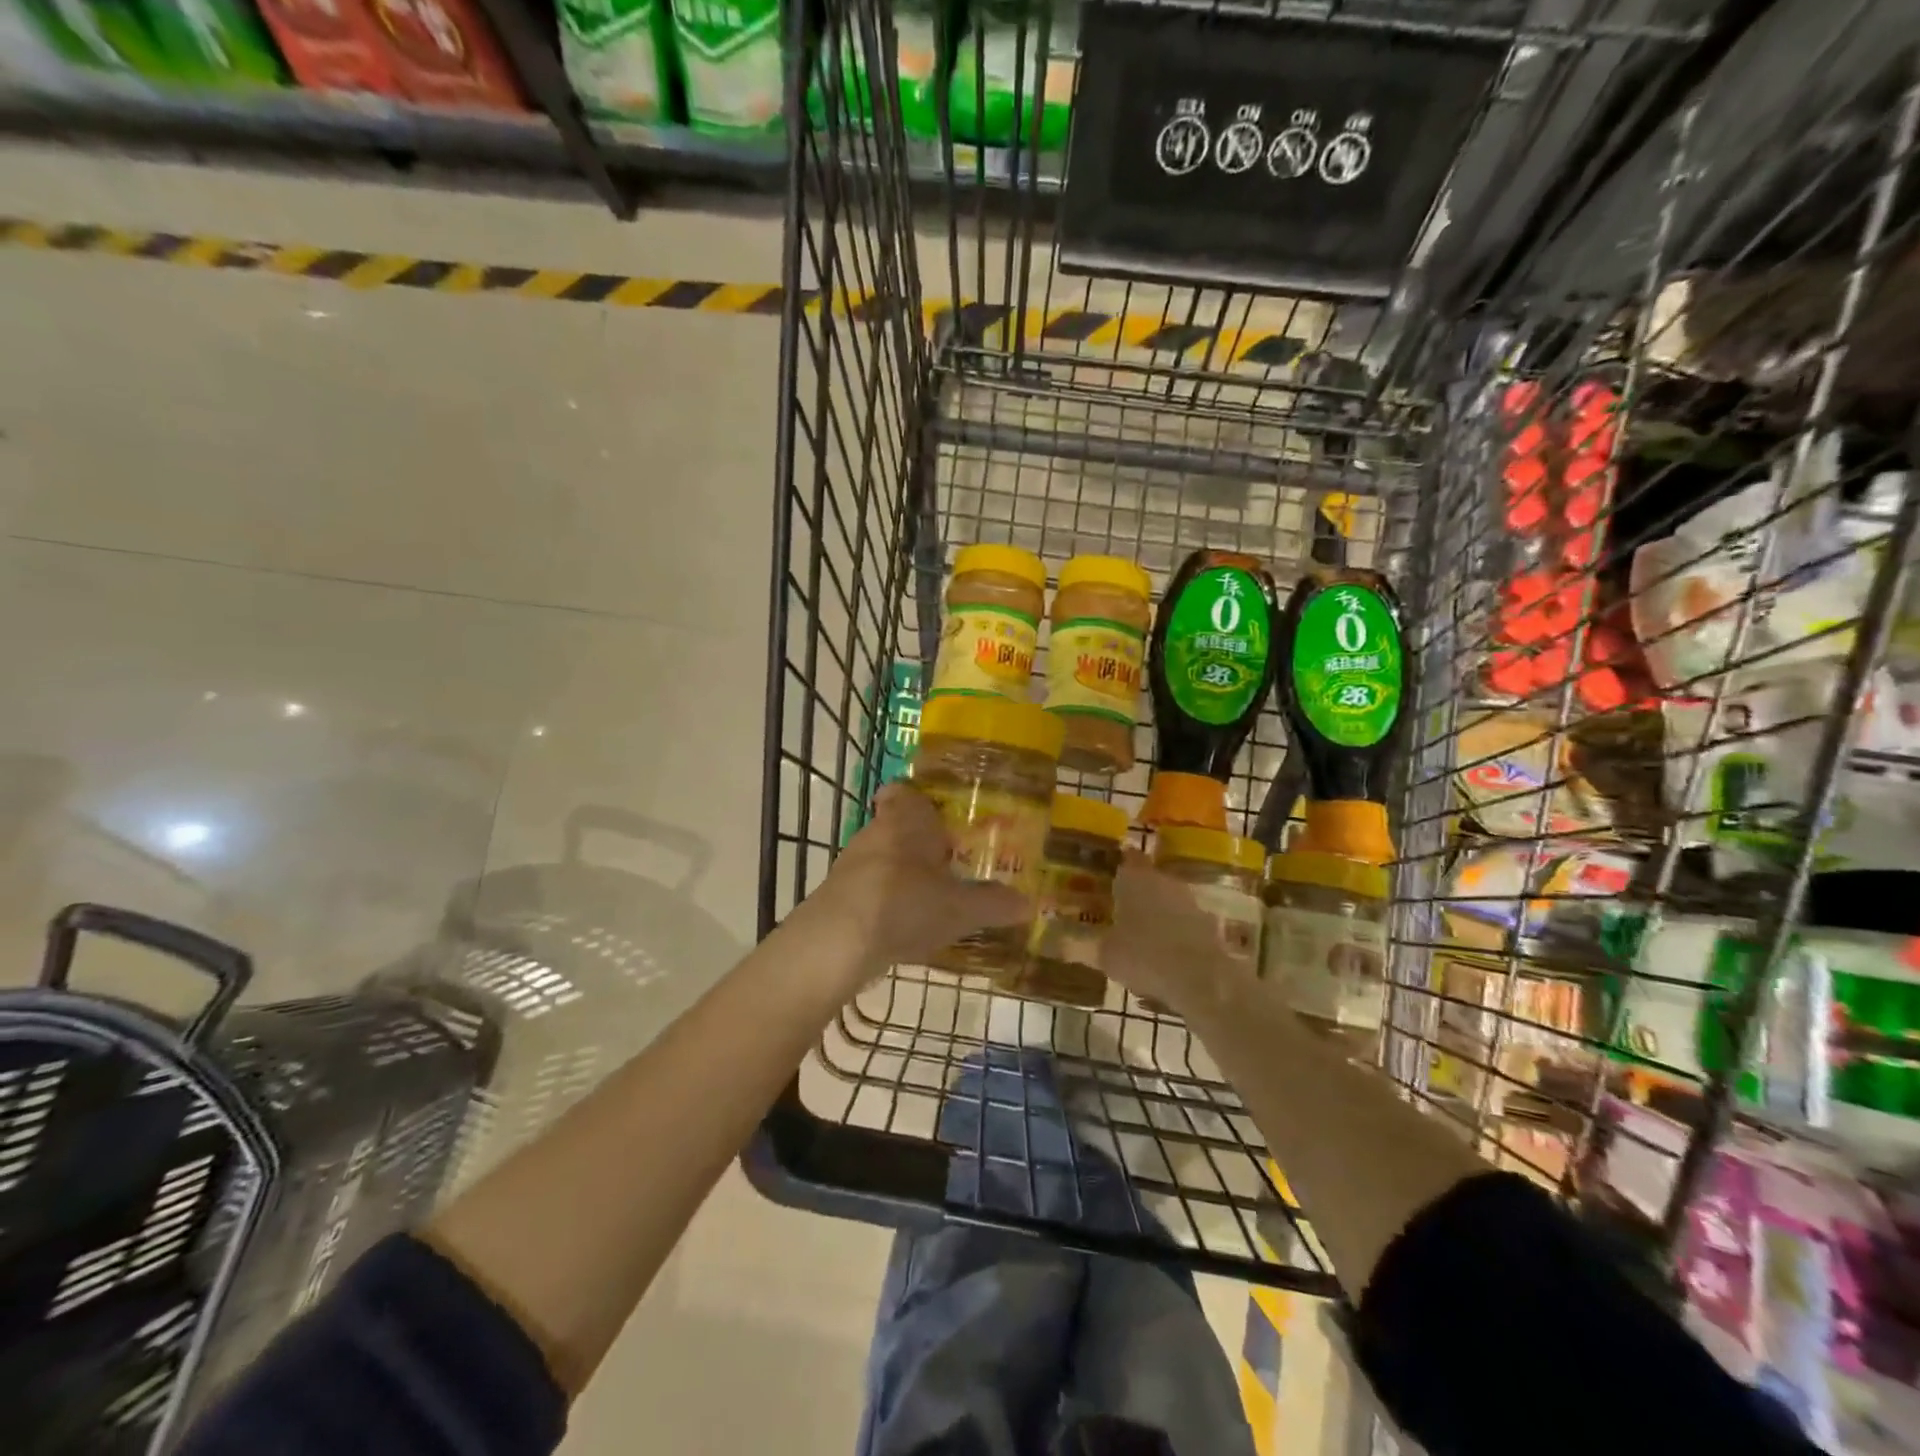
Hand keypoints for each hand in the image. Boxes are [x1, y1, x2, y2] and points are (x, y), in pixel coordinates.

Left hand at [795, 784, 1027, 991]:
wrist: (838, 942)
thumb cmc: (906, 904)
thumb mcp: (961, 908)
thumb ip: (994, 903)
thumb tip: (1027, 903)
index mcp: (906, 819)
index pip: (903, 791)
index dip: (918, 799)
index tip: (940, 815)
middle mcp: (875, 832)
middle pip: (897, 827)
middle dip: (920, 844)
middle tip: (951, 863)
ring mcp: (851, 864)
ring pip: (882, 859)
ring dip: (903, 875)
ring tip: (933, 899)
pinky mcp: (837, 896)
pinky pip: (869, 890)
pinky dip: (885, 902)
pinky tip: (905, 927)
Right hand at [1100, 852, 1245, 1020]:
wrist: (1202, 979)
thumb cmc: (1143, 956)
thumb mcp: (1106, 955)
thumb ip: (1092, 944)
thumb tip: (1074, 941)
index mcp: (1135, 879)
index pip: (1128, 858)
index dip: (1120, 863)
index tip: (1111, 871)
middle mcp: (1164, 882)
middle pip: (1149, 880)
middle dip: (1137, 893)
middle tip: (1120, 910)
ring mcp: (1190, 903)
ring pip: (1168, 902)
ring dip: (1157, 915)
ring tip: (1141, 938)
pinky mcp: (1209, 926)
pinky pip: (1184, 925)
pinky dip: (1175, 936)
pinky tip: (1164, 958)